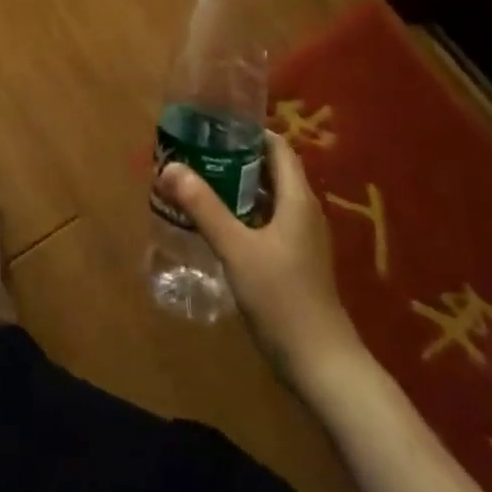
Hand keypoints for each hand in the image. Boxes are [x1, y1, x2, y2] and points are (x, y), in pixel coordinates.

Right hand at [158, 131, 362, 381]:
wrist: (322, 365)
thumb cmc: (282, 298)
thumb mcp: (236, 249)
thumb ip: (203, 207)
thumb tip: (169, 167)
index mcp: (297, 199)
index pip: (277, 147)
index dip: (249, 132)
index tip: (212, 125)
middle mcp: (303, 212)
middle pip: (270, 171)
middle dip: (234, 158)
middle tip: (194, 152)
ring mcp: (301, 240)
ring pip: (266, 199)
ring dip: (235, 187)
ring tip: (196, 182)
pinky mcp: (294, 263)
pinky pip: (266, 223)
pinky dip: (241, 214)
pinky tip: (215, 224)